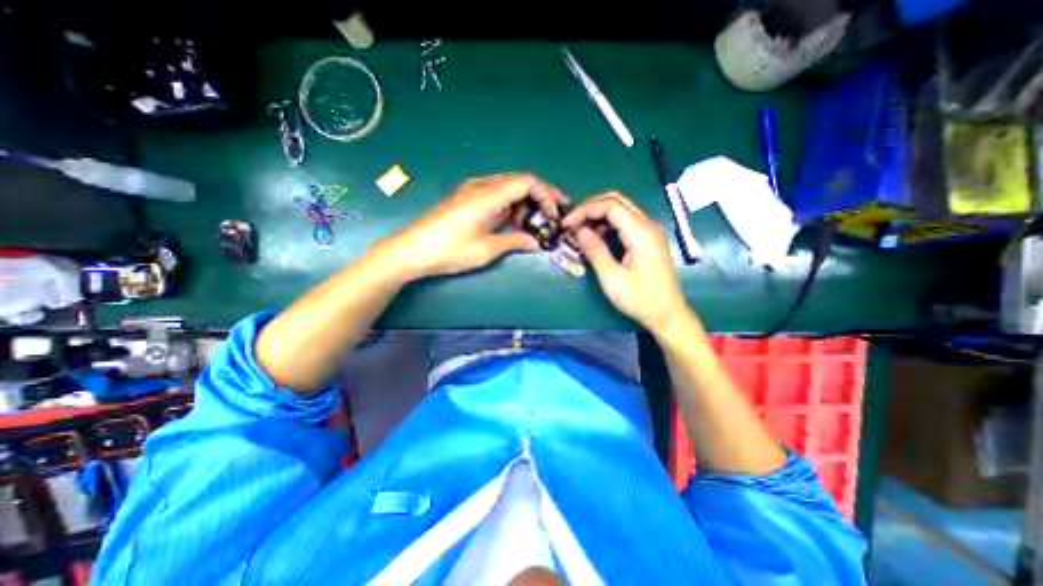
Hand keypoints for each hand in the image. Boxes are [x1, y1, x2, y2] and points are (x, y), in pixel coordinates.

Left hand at [385, 174, 565, 278]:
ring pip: (508, 187)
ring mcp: (472, 190)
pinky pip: (496, 194)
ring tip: (532, 224)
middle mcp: (482, 186)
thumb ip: (515, 241)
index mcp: (488, 195)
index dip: (547, 195)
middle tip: (551, 217)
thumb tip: (536, 242)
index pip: (527, 182)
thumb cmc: (450, 250)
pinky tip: (511, 221)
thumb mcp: (487, 249)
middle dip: (540, 198)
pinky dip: (510, 205)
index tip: (555, 214)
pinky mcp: (466, 197)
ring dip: (524, 203)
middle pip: (519, 182)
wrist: (413, 250)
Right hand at [563, 192, 691, 332]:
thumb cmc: (640, 299)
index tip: (567, 225)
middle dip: (590, 207)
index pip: (610, 206)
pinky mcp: (648, 239)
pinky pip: (626, 221)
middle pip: (616, 200)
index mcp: (641, 233)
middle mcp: (648, 225)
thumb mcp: (612, 279)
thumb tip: (579, 231)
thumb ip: (595, 251)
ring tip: (580, 230)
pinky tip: (597, 236)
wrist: (667, 314)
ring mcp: (650, 231)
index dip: (585, 211)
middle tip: (572, 222)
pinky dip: (608, 223)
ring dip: (599, 214)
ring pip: (621, 208)